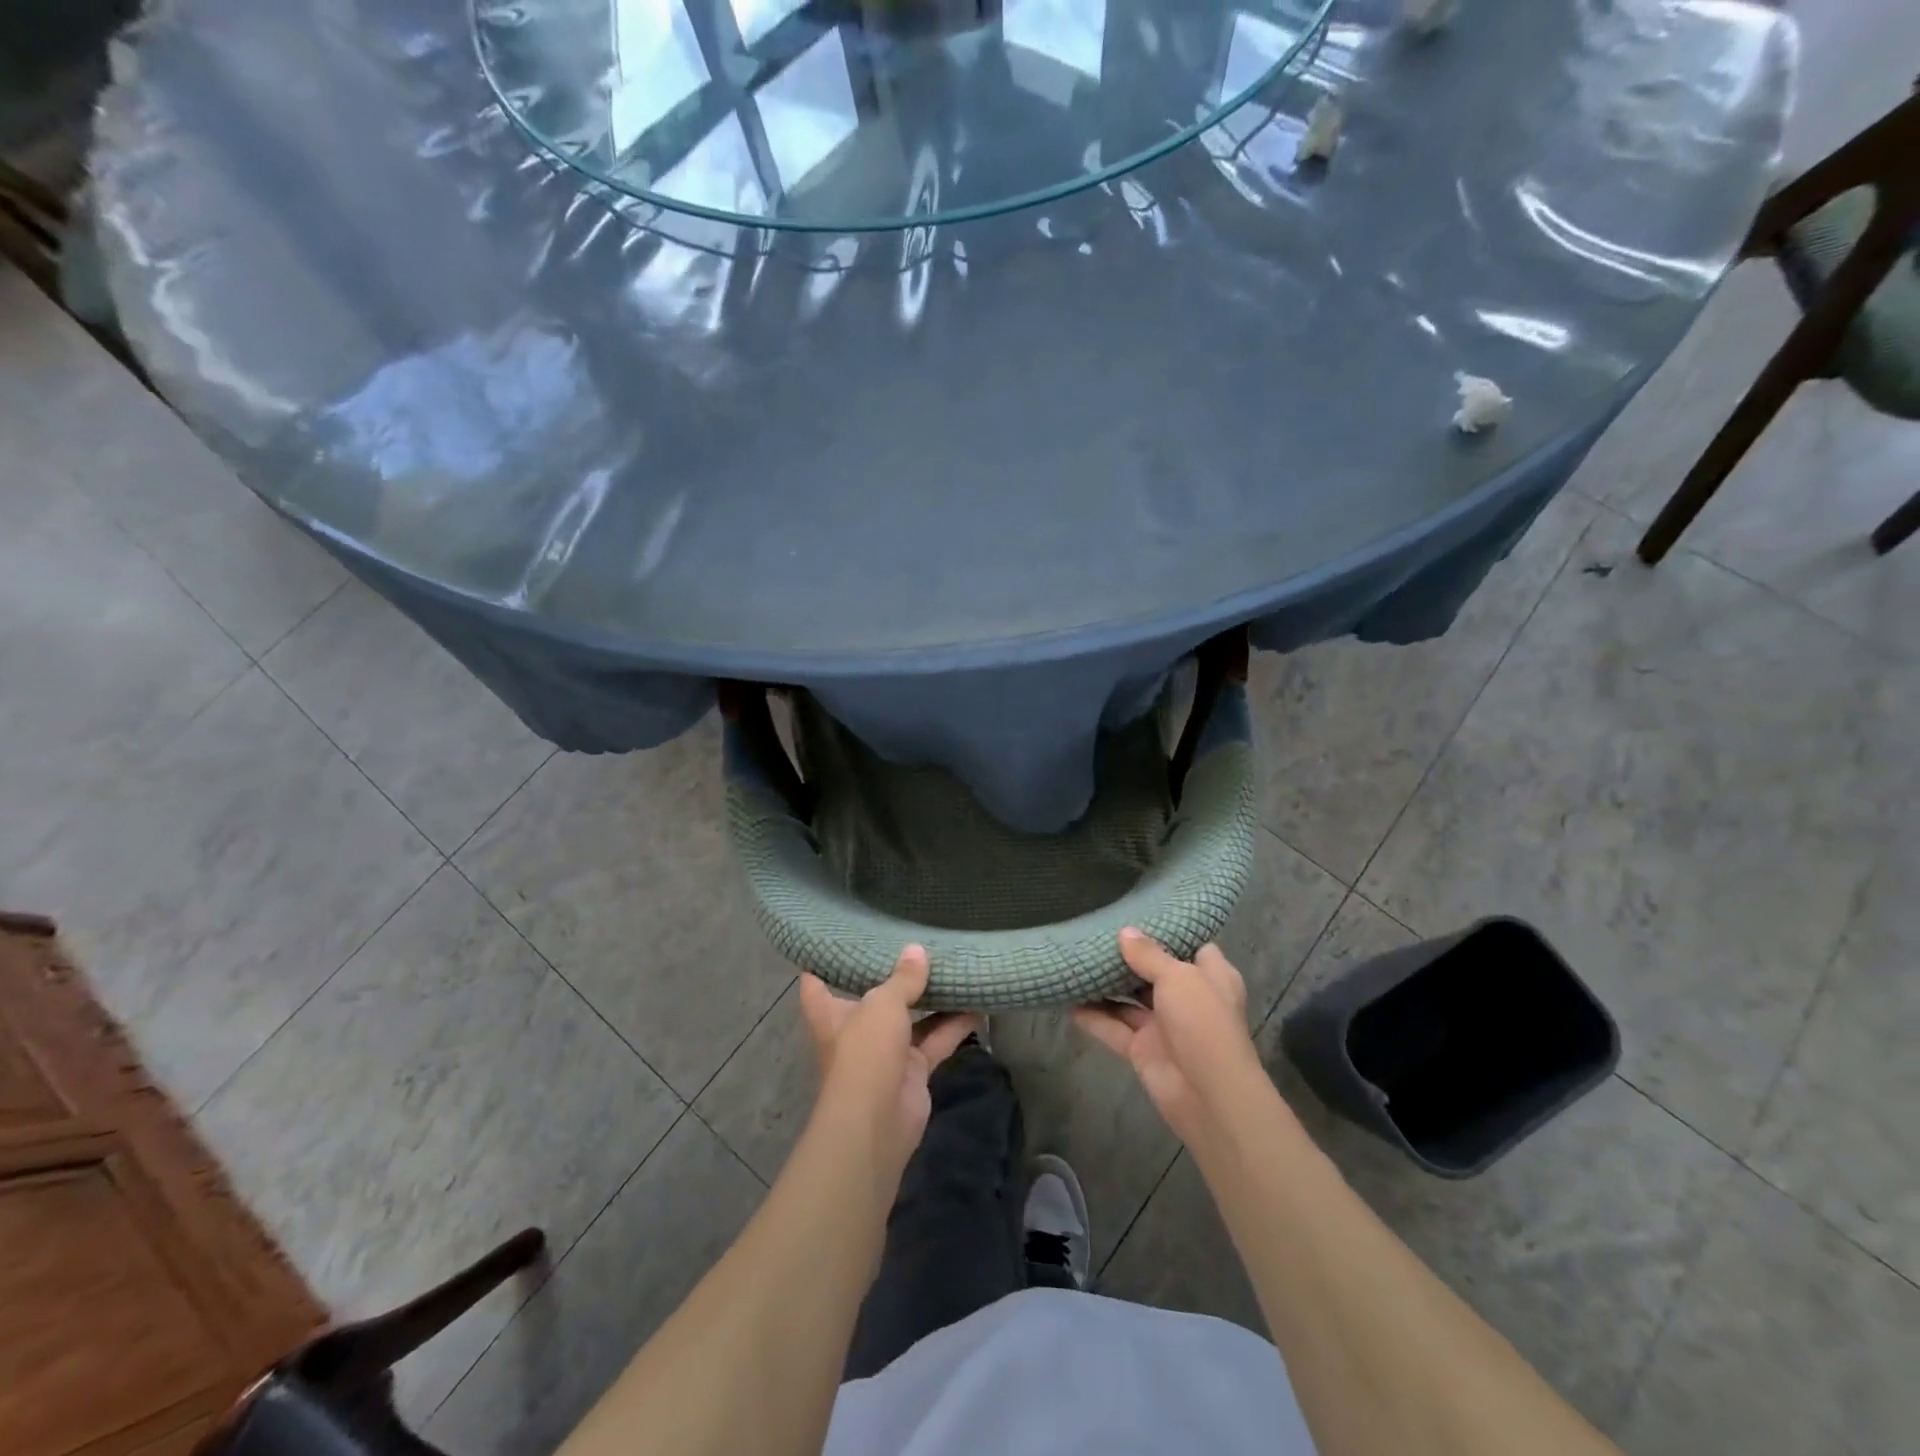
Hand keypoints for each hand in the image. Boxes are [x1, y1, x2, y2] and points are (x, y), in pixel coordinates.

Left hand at [799, 946, 979, 1168]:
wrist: (878, 1121)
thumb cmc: (865, 1051)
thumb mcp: (883, 1004)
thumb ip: (903, 978)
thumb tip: (917, 950)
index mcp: (830, 1012)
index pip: (815, 983)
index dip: (822, 961)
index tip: (836, 939)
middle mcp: (855, 1030)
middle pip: (871, 997)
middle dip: (890, 976)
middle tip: (911, 942)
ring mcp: (885, 1052)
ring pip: (910, 1019)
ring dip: (931, 999)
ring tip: (952, 966)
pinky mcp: (912, 1069)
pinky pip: (935, 1040)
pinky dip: (955, 1026)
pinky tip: (977, 1004)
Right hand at [1073, 929, 1266, 1143]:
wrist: (1209, 1096)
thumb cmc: (1203, 1022)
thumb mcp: (1178, 977)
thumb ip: (1149, 955)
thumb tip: (1125, 932)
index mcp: (1210, 976)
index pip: (1191, 946)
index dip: (1169, 933)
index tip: (1139, 915)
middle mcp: (1187, 998)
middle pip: (1154, 971)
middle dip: (1128, 956)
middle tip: (1096, 932)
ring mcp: (1164, 1025)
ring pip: (1130, 1000)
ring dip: (1106, 985)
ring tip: (1076, 960)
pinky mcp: (1142, 1049)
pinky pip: (1113, 1028)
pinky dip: (1093, 1017)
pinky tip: (1067, 1001)